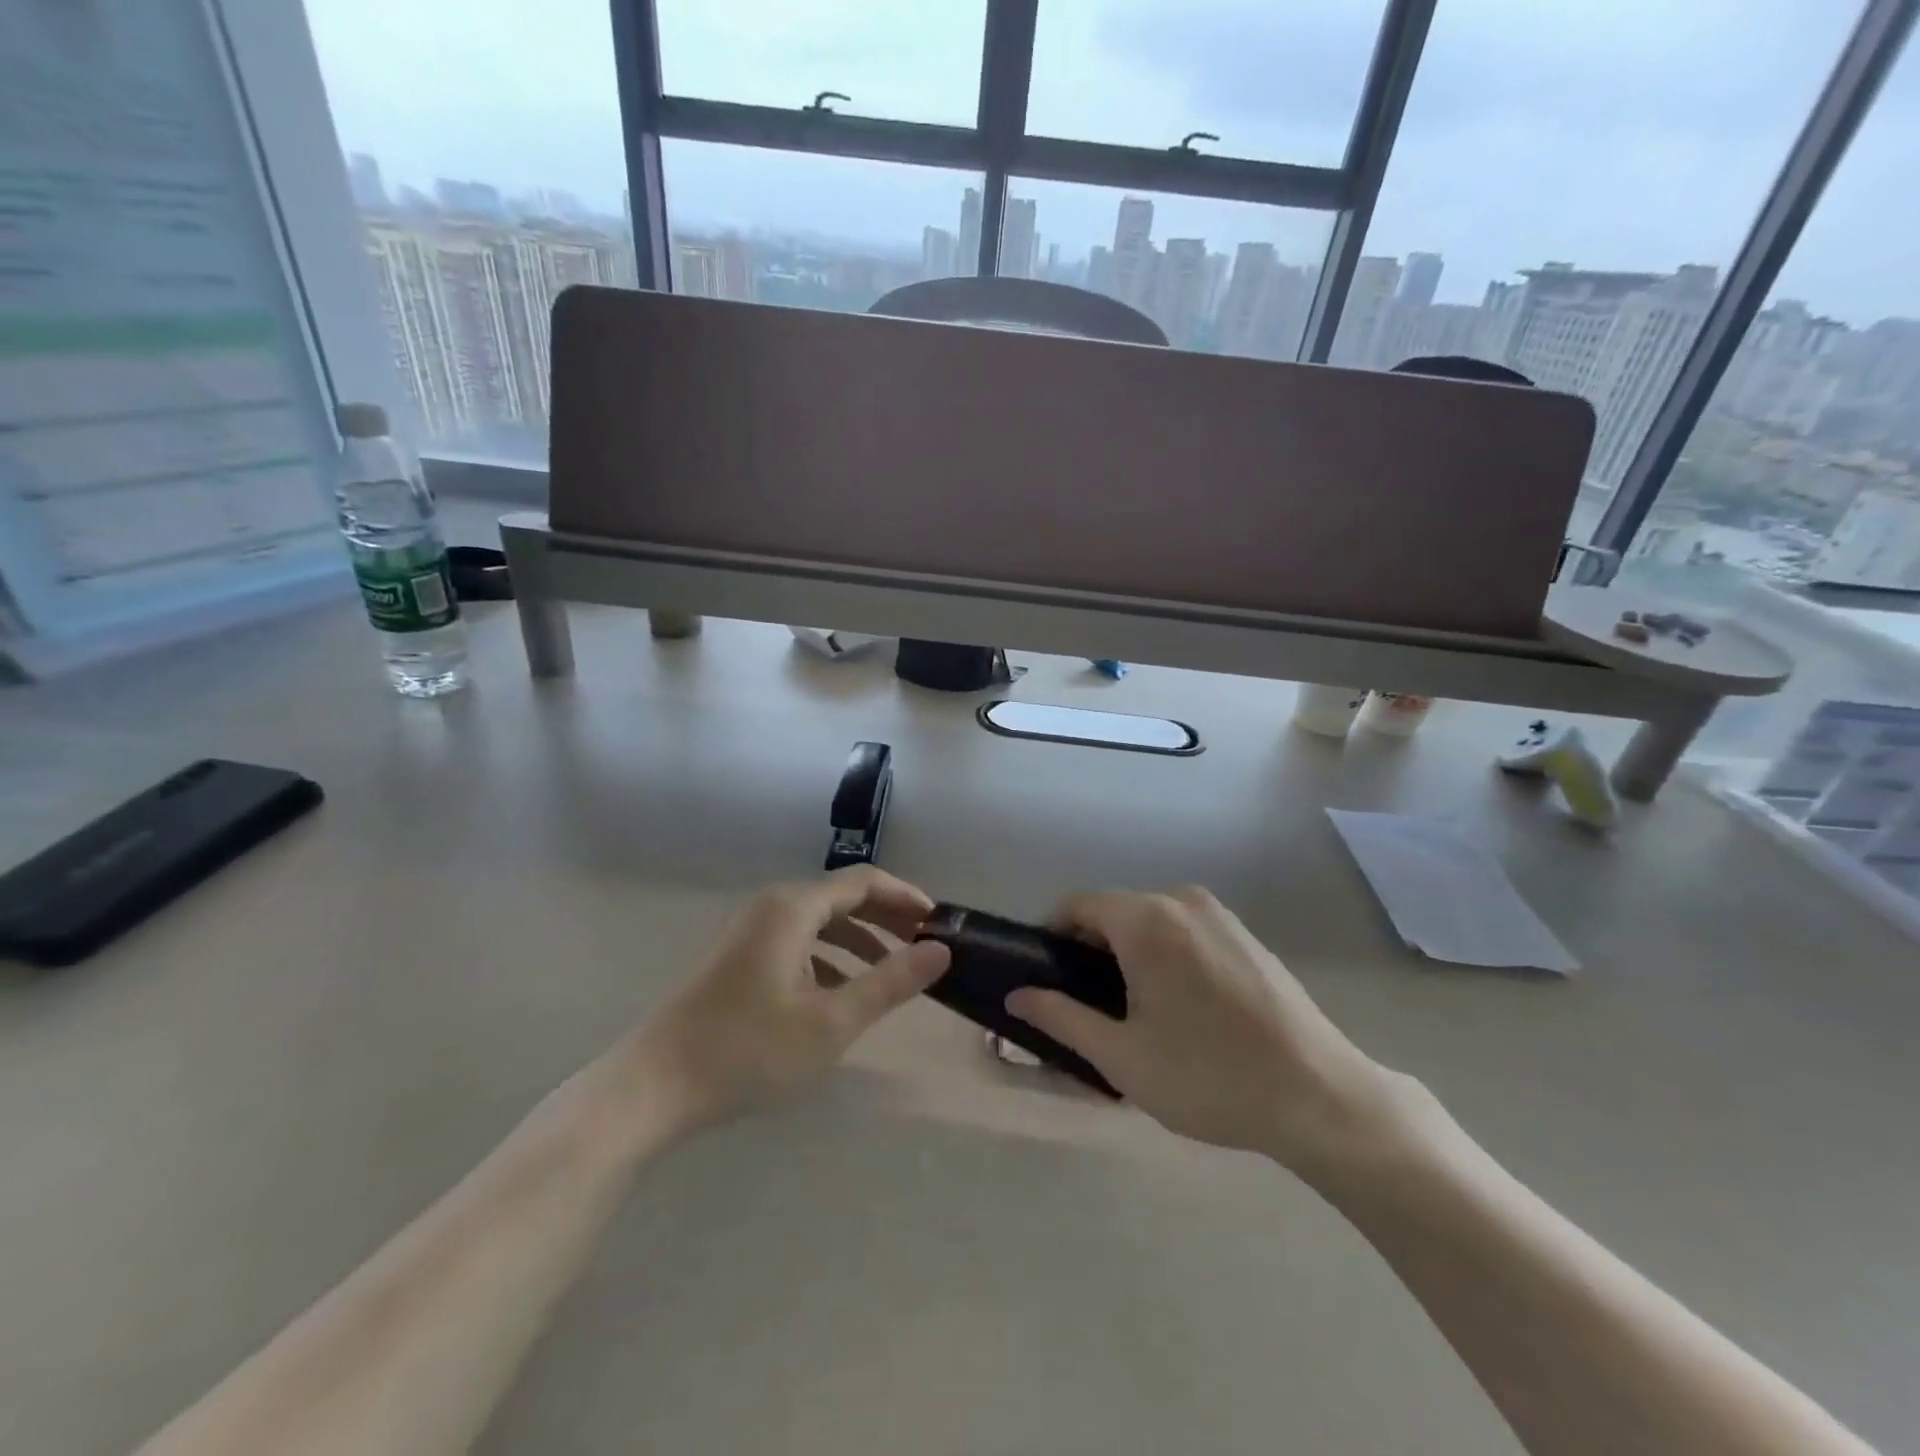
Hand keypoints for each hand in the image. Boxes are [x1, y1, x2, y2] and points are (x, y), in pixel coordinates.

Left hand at [632, 868, 950, 1131]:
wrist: (654, 1087)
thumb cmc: (748, 1050)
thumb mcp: (832, 1021)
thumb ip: (890, 982)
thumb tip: (940, 950)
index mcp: (794, 908)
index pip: (865, 882)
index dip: (907, 898)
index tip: (940, 924)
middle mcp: (773, 906)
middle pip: (843, 897)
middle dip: (887, 918)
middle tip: (924, 946)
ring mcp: (752, 931)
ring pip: (821, 922)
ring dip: (861, 939)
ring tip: (893, 970)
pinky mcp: (740, 957)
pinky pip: (799, 942)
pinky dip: (831, 957)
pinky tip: (843, 991)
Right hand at [1006, 887, 1402, 1171]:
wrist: (1320, 1096)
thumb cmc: (1209, 1077)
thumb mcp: (1122, 1056)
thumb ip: (1061, 1017)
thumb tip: (1017, 995)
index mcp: (1146, 920)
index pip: (1076, 905)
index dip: (1052, 936)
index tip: (1047, 981)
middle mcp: (1180, 900)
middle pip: (1114, 911)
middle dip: (1091, 950)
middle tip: (1090, 1008)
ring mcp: (1219, 914)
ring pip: (1150, 921)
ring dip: (1129, 953)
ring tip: (1136, 1012)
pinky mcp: (1245, 934)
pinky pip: (1185, 930)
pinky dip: (1166, 953)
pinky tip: (1183, 1006)